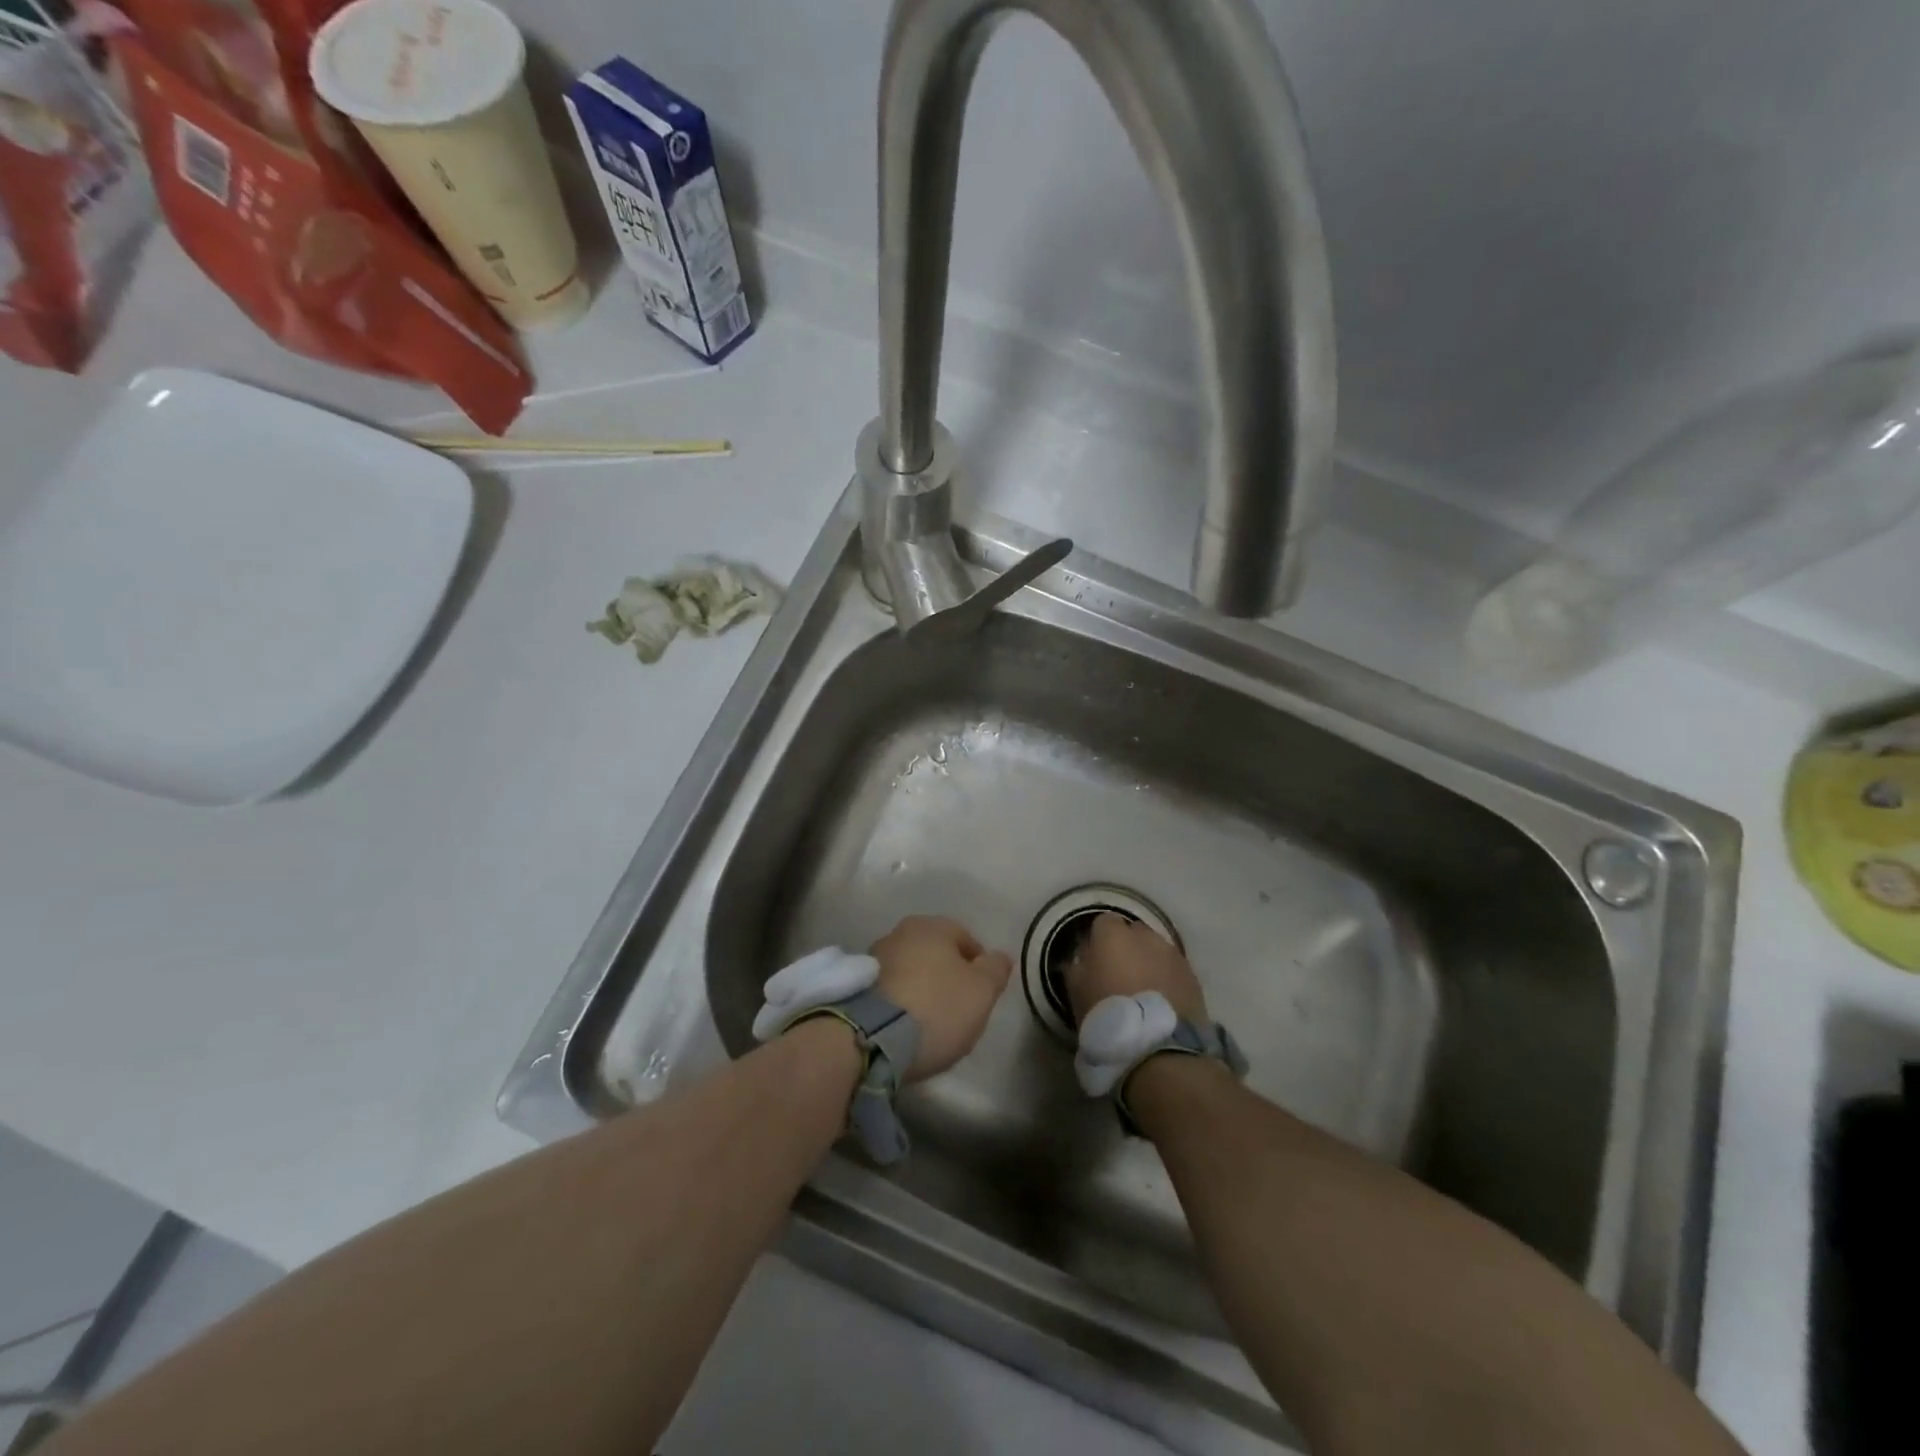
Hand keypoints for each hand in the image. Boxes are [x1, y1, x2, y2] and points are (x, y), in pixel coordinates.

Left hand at [871, 916, 1013, 1080]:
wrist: (871, 1037)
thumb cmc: (937, 1007)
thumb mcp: (982, 991)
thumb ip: (996, 970)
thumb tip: (1000, 956)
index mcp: (933, 926)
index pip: (967, 939)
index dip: (979, 967)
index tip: (982, 996)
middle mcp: (901, 932)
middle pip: (935, 953)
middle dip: (947, 977)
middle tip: (957, 1010)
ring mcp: (873, 957)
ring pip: (910, 970)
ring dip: (920, 988)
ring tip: (928, 1023)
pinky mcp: (855, 985)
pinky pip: (889, 990)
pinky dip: (899, 1002)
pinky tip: (904, 1026)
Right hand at [1063, 913, 1208, 1025]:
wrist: (1158, 1048)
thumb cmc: (1108, 1015)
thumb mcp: (1077, 993)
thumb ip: (1077, 967)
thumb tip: (1082, 958)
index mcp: (1113, 935)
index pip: (1103, 922)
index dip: (1099, 940)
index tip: (1095, 961)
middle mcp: (1145, 936)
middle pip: (1133, 932)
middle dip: (1127, 947)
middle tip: (1120, 974)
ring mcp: (1172, 954)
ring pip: (1157, 949)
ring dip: (1150, 962)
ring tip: (1144, 990)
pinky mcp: (1192, 976)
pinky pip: (1174, 969)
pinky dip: (1168, 978)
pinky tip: (1163, 1001)